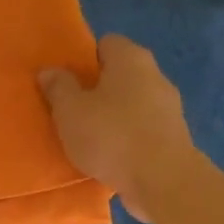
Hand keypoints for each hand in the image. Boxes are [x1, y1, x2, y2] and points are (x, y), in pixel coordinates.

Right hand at [39, 35, 195, 221]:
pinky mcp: (174, 136)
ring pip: (133, 102)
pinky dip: (128, 137)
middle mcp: (155, 74)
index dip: (84, 59)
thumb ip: (58, 87)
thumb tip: (49, 70)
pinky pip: (143, 128)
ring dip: (113, 115)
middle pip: (120, 73)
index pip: (105, 43)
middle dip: (98, 89)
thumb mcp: (70, 111)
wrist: (162, 180)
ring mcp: (169, 106)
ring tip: (90, 137)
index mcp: (130, 58)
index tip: (66, 82)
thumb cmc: (111, 136)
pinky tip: (112, 156)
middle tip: (72, 110)